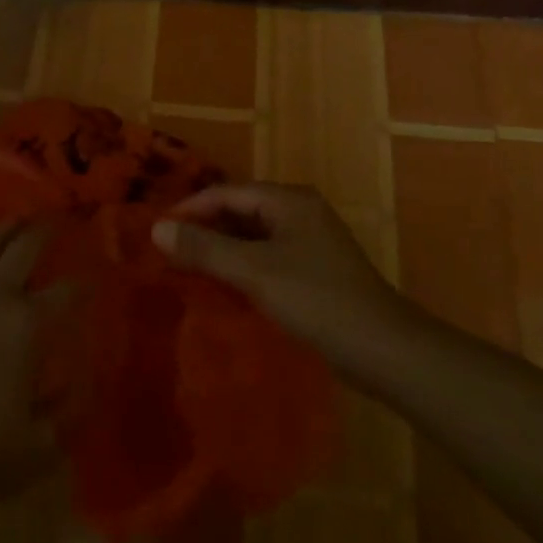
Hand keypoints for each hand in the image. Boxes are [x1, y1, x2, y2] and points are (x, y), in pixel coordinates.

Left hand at [0, 223, 68, 523]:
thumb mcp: (37, 449)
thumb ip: (67, 412)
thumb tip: (87, 381)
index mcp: (25, 324)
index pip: (65, 292)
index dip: (83, 283)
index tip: (94, 275)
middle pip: (22, 250)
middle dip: (43, 231)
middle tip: (55, 217)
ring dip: (3, 233)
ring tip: (15, 220)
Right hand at [151, 184, 408, 365]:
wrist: (384, 349)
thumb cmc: (316, 300)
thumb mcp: (254, 272)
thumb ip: (205, 248)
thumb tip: (157, 228)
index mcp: (289, 200)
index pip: (227, 192)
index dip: (191, 209)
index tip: (158, 232)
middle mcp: (300, 211)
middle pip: (240, 210)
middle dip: (205, 229)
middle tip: (168, 253)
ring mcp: (310, 241)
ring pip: (254, 236)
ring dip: (222, 250)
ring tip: (187, 271)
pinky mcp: (315, 269)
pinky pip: (268, 257)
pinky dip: (243, 267)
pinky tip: (224, 288)